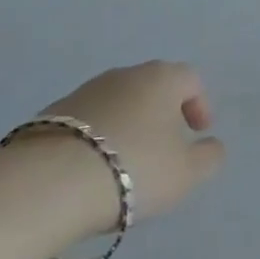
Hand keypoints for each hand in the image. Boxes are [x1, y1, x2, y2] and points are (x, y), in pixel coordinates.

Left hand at [36, 61, 225, 225]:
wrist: (48, 183)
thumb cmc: (133, 169)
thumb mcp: (186, 173)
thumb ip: (208, 157)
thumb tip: (211, 145)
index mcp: (162, 78)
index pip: (191, 79)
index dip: (200, 105)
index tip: (198, 134)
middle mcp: (124, 74)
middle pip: (152, 88)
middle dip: (162, 115)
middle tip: (163, 150)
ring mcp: (84, 91)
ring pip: (117, 103)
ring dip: (127, 126)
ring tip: (124, 165)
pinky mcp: (51, 114)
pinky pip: (87, 122)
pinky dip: (96, 139)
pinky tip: (91, 171)